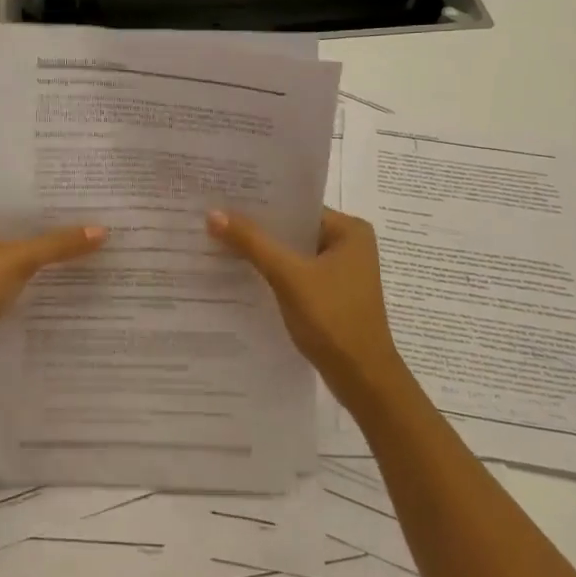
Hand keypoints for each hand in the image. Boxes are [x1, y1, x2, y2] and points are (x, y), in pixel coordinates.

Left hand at [0, 208, 105, 387]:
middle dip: (50, 233)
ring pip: (17, 261)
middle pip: (18, 232)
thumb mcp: (16, 259)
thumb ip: (58, 245)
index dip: (45, 203)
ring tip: (86, 254)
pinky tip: (64, 286)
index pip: (14, 203)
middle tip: (92, 227)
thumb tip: (102, 231)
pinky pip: (14, 286)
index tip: (81, 201)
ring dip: (44, 261)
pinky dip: (34, 286)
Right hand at [207, 207, 411, 414]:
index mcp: (350, 230)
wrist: (362, 379)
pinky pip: (295, 273)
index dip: (260, 203)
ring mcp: (341, 272)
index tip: (222, 197)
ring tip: (219, 242)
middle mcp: (349, 244)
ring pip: (292, 253)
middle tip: (213, 218)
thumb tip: (213, 213)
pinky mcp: (330, 294)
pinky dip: (272, 273)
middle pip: (293, 229)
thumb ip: (252, 243)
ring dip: (262, 252)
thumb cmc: (333, 319)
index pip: (297, 205)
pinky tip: (240, 273)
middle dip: (256, 228)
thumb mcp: (289, 276)